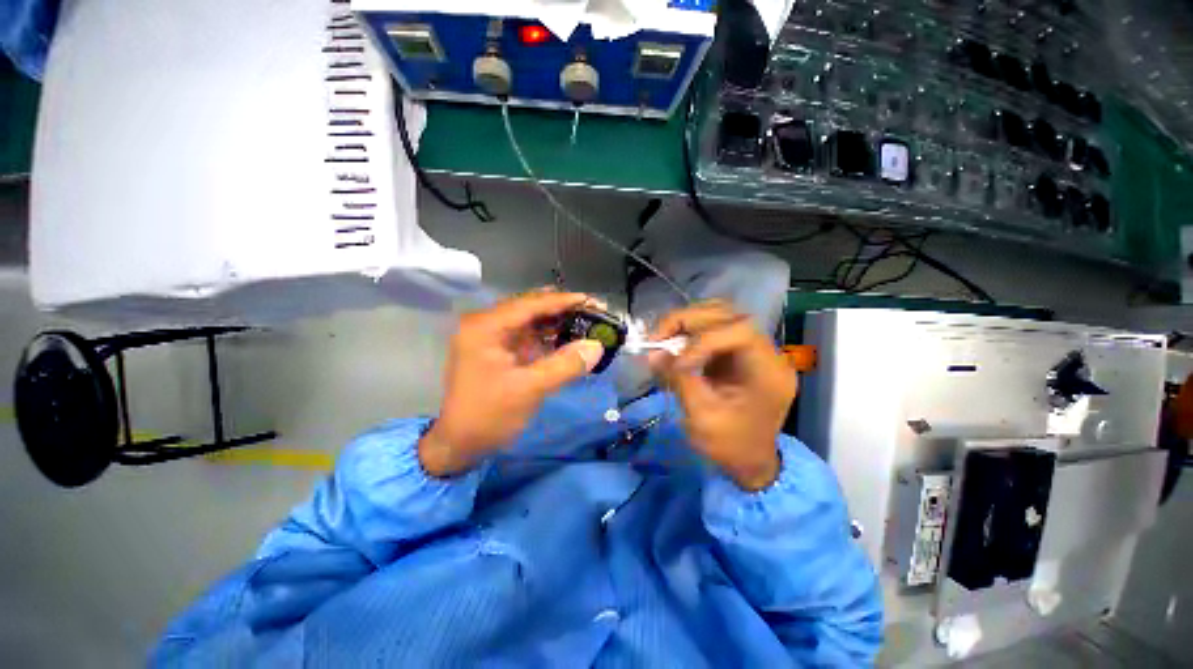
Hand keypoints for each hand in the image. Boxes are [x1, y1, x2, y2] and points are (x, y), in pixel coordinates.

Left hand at [420, 290, 605, 476]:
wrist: (460, 445)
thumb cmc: (488, 415)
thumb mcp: (529, 389)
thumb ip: (565, 365)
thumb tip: (598, 346)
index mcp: (486, 327)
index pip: (530, 304)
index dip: (563, 301)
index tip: (592, 301)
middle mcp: (488, 325)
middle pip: (531, 308)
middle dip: (563, 309)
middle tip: (594, 310)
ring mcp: (494, 338)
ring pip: (533, 321)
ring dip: (559, 322)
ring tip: (588, 322)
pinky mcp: (502, 351)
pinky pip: (531, 337)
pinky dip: (551, 337)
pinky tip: (571, 338)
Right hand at [650, 302, 796, 490]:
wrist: (751, 462)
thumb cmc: (731, 447)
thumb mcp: (702, 418)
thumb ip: (679, 381)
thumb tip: (653, 353)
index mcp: (768, 373)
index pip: (739, 332)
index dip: (703, 340)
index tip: (677, 362)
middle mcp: (768, 353)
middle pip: (729, 315)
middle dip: (688, 321)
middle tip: (657, 337)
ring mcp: (754, 350)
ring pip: (721, 315)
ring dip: (688, 322)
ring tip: (664, 338)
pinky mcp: (739, 352)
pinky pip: (715, 328)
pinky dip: (690, 331)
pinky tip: (675, 344)